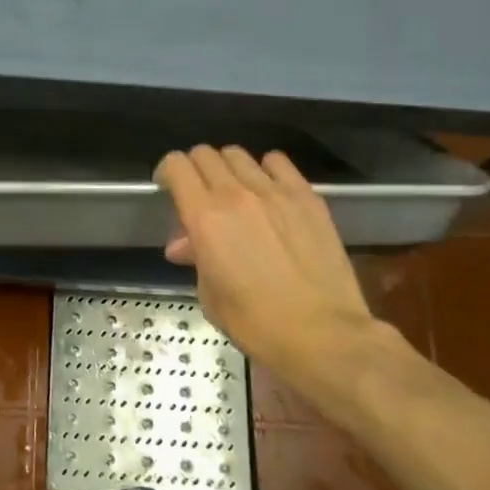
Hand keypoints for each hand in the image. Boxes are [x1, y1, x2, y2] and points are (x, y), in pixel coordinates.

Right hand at [155, 146, 389, 378]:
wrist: (323, 335)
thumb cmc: (256, 324)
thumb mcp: (210, 295)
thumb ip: (196, 257)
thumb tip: (185, 244)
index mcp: (204, 218)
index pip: (176, 166)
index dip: (166, 172)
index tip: (168, 187)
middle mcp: (235, 194)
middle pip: (205, 154)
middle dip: (194, 169)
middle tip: (198, 191)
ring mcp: (274, 192)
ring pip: (238, 155)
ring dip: (227, 168)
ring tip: (234, 190)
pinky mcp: (307, 197)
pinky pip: (277, 162)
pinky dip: (265, 169)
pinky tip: (268, 189)